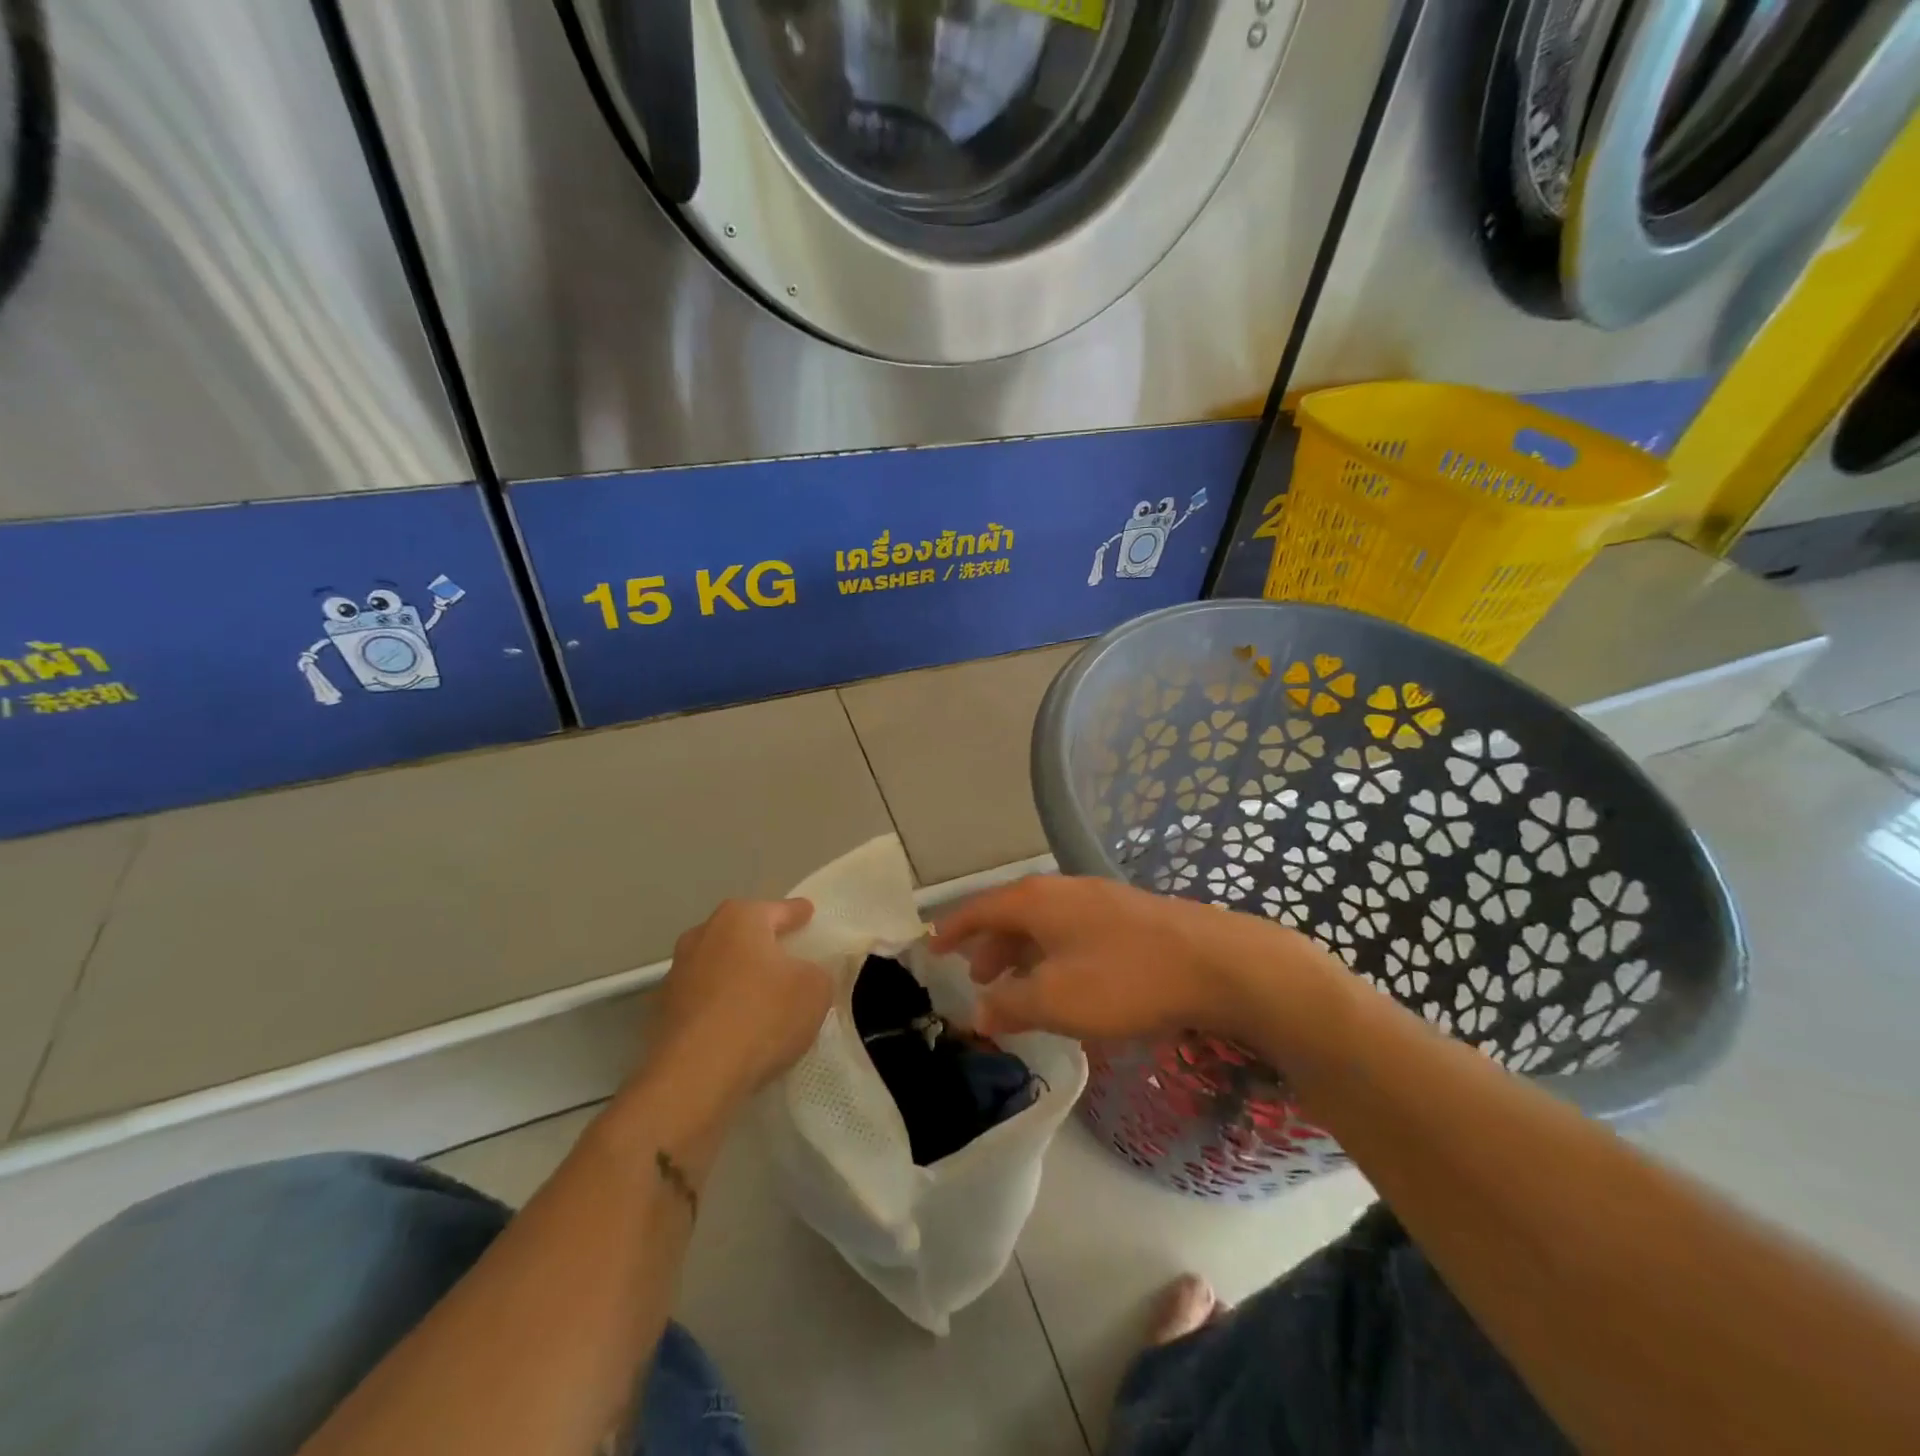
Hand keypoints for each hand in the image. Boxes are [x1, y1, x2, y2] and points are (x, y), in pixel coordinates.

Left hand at [651, 898, 831, 1096]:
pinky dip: (718, 1008)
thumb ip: (816, 972)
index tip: (808, 913)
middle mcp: (703, 936)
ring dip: (736, 977)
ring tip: (761, 998)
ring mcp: (676, 975)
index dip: (797, 914)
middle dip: (761, 944)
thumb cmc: (762, 1016)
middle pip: (741, 935)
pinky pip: (702, 1001)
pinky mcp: (661, 1014)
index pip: (778, 910)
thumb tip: (804, 975)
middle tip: (786, 957)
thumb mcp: (815, 990)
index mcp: (740, 919)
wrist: (694, 1077)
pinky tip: (735, 1029)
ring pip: (718, 967)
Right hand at [931, 876, 1344, 1045]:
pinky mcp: (1127, 917)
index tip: (931, 948)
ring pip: (1044, 924)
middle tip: (974, 976)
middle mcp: (1062, 890)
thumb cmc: (1124, 979)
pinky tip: (1065, 982)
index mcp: (1036, 900)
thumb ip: (1010, 1004)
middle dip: (988, 945)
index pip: (979, 909)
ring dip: (1021, 952)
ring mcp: (1098, 900)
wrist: (1216, 963)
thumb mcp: (1056, 999)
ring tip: (1014, 985)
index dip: (952, 930)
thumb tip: (978, 1011)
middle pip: (1011, 914)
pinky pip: (1071, 932)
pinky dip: (1052, 955)